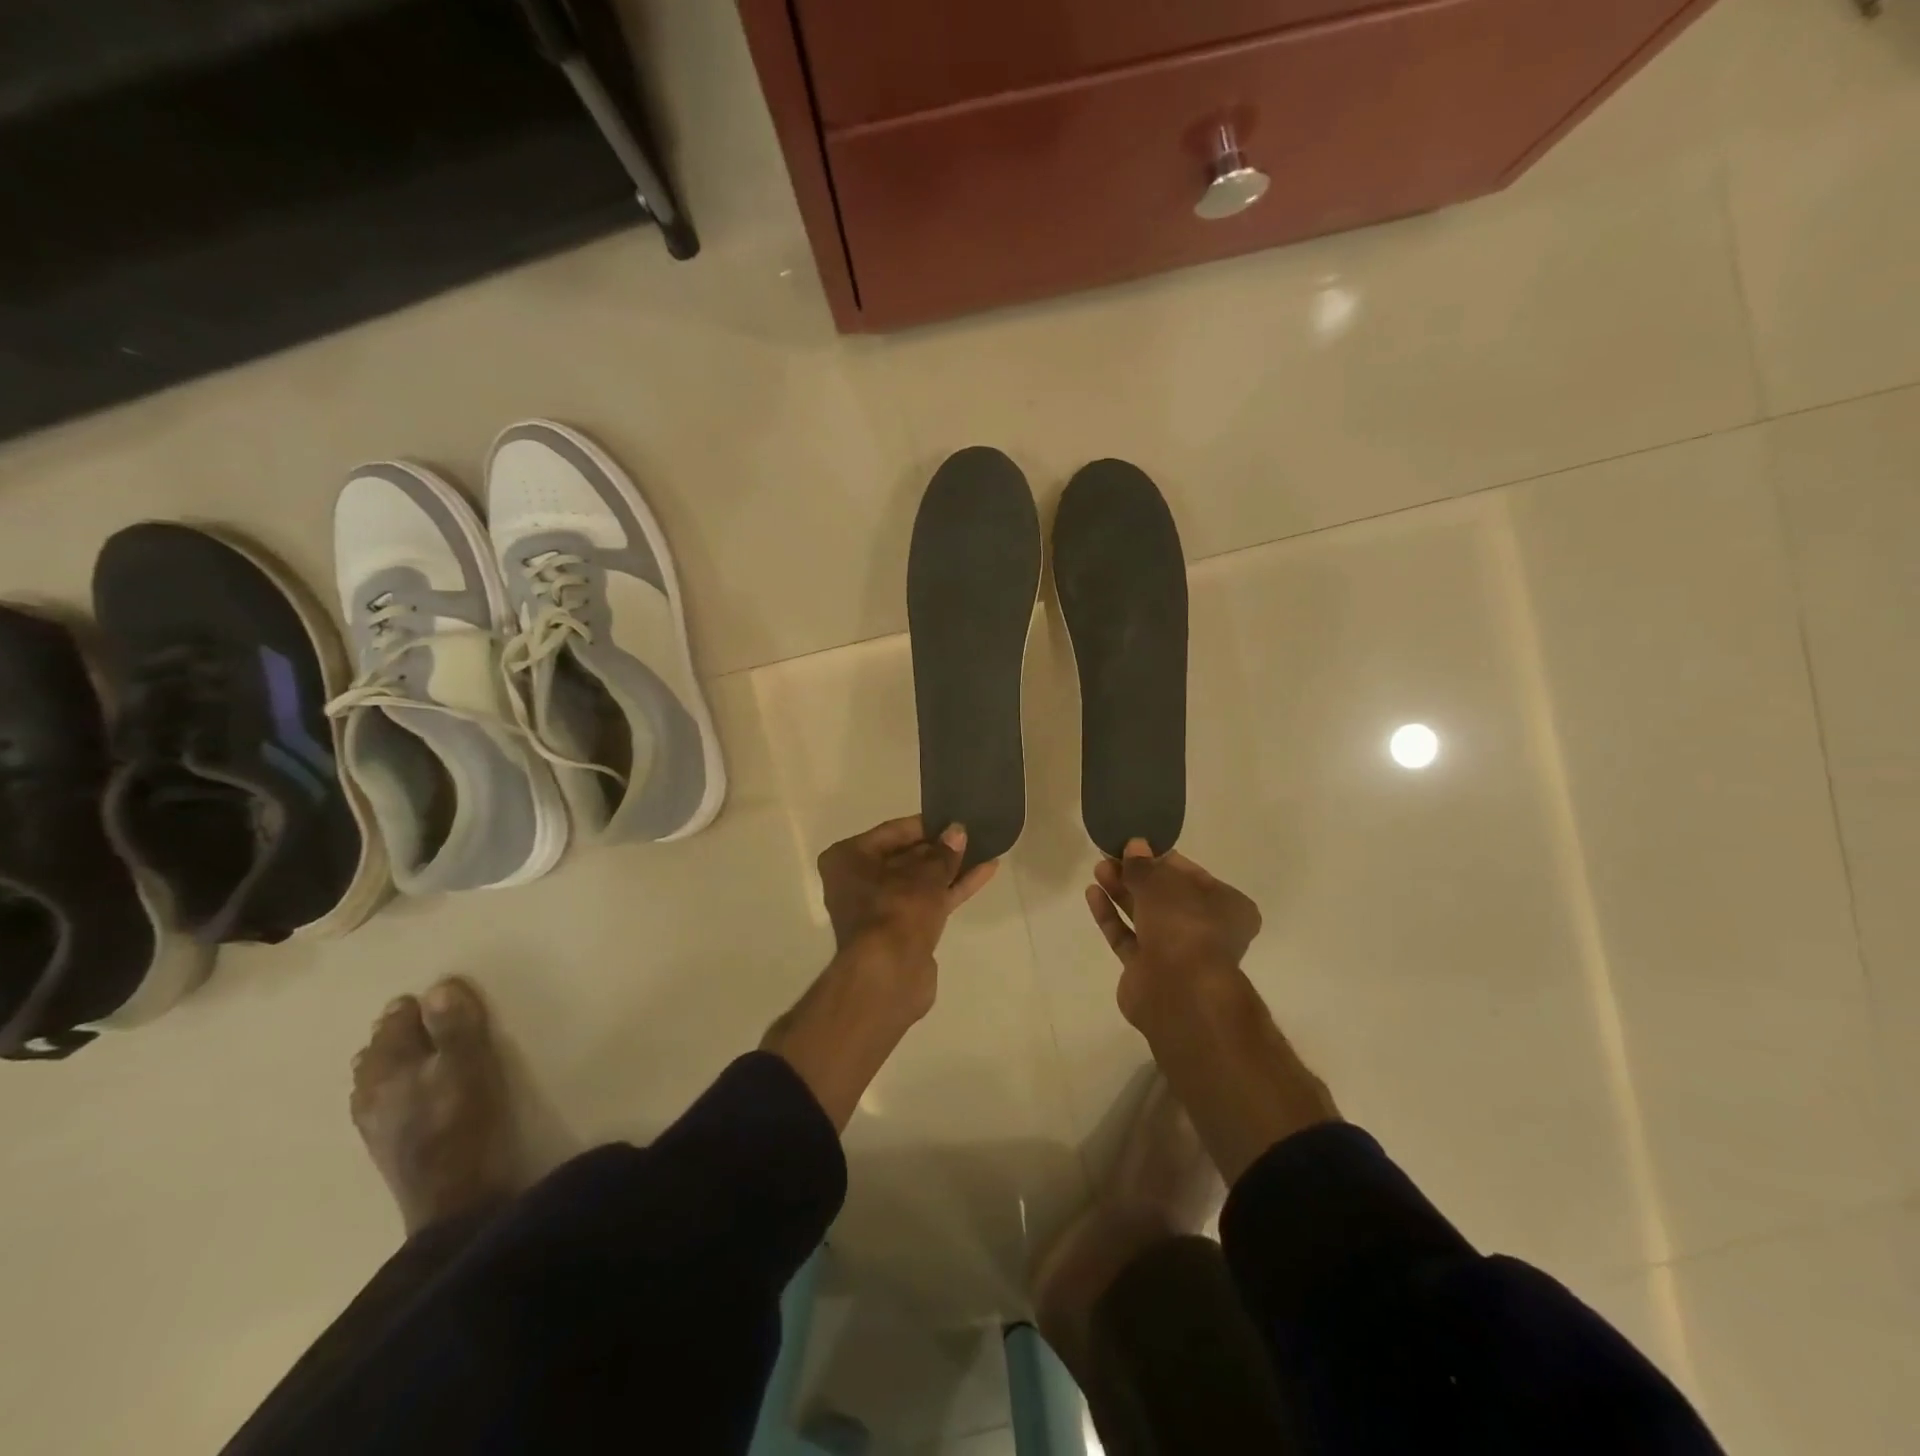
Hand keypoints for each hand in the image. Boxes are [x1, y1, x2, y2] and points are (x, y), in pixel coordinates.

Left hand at [817, 815, 997, 1018]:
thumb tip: (957, 831)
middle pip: (905, 857)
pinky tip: (984, 873)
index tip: (953, 818)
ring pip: (919, 882)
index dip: (925, 825)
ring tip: (984, 849)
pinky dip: (952, 889)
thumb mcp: (925, 874)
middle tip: (972, 833)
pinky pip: (928, 901)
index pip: (892, 832)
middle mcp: (857, 882)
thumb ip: (944, 852)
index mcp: (847, 859)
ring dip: (950, 868)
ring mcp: (879, 909)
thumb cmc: (896, 910)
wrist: (889, 975)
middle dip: (939, 849)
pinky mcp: (901, 931)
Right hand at [1087, 839, 1261, 1028]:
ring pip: (1145, 916)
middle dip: (1137, 875)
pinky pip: (1127, 937)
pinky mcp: (1147, 970)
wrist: (1180, 993)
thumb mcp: (1162, 883)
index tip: (1136, 845)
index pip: (1193, 875)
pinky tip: (1093, 894)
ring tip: (1098, 869)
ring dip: (1121, 892)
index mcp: (1227, 907)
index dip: (1162, 859)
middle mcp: (1205, 930)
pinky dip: (1112, 916)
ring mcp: (1176, 953)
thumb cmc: (1185, 926)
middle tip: (1110, 855)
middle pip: (1166, 896)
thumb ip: (1144, 865)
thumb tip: (1134, 846)